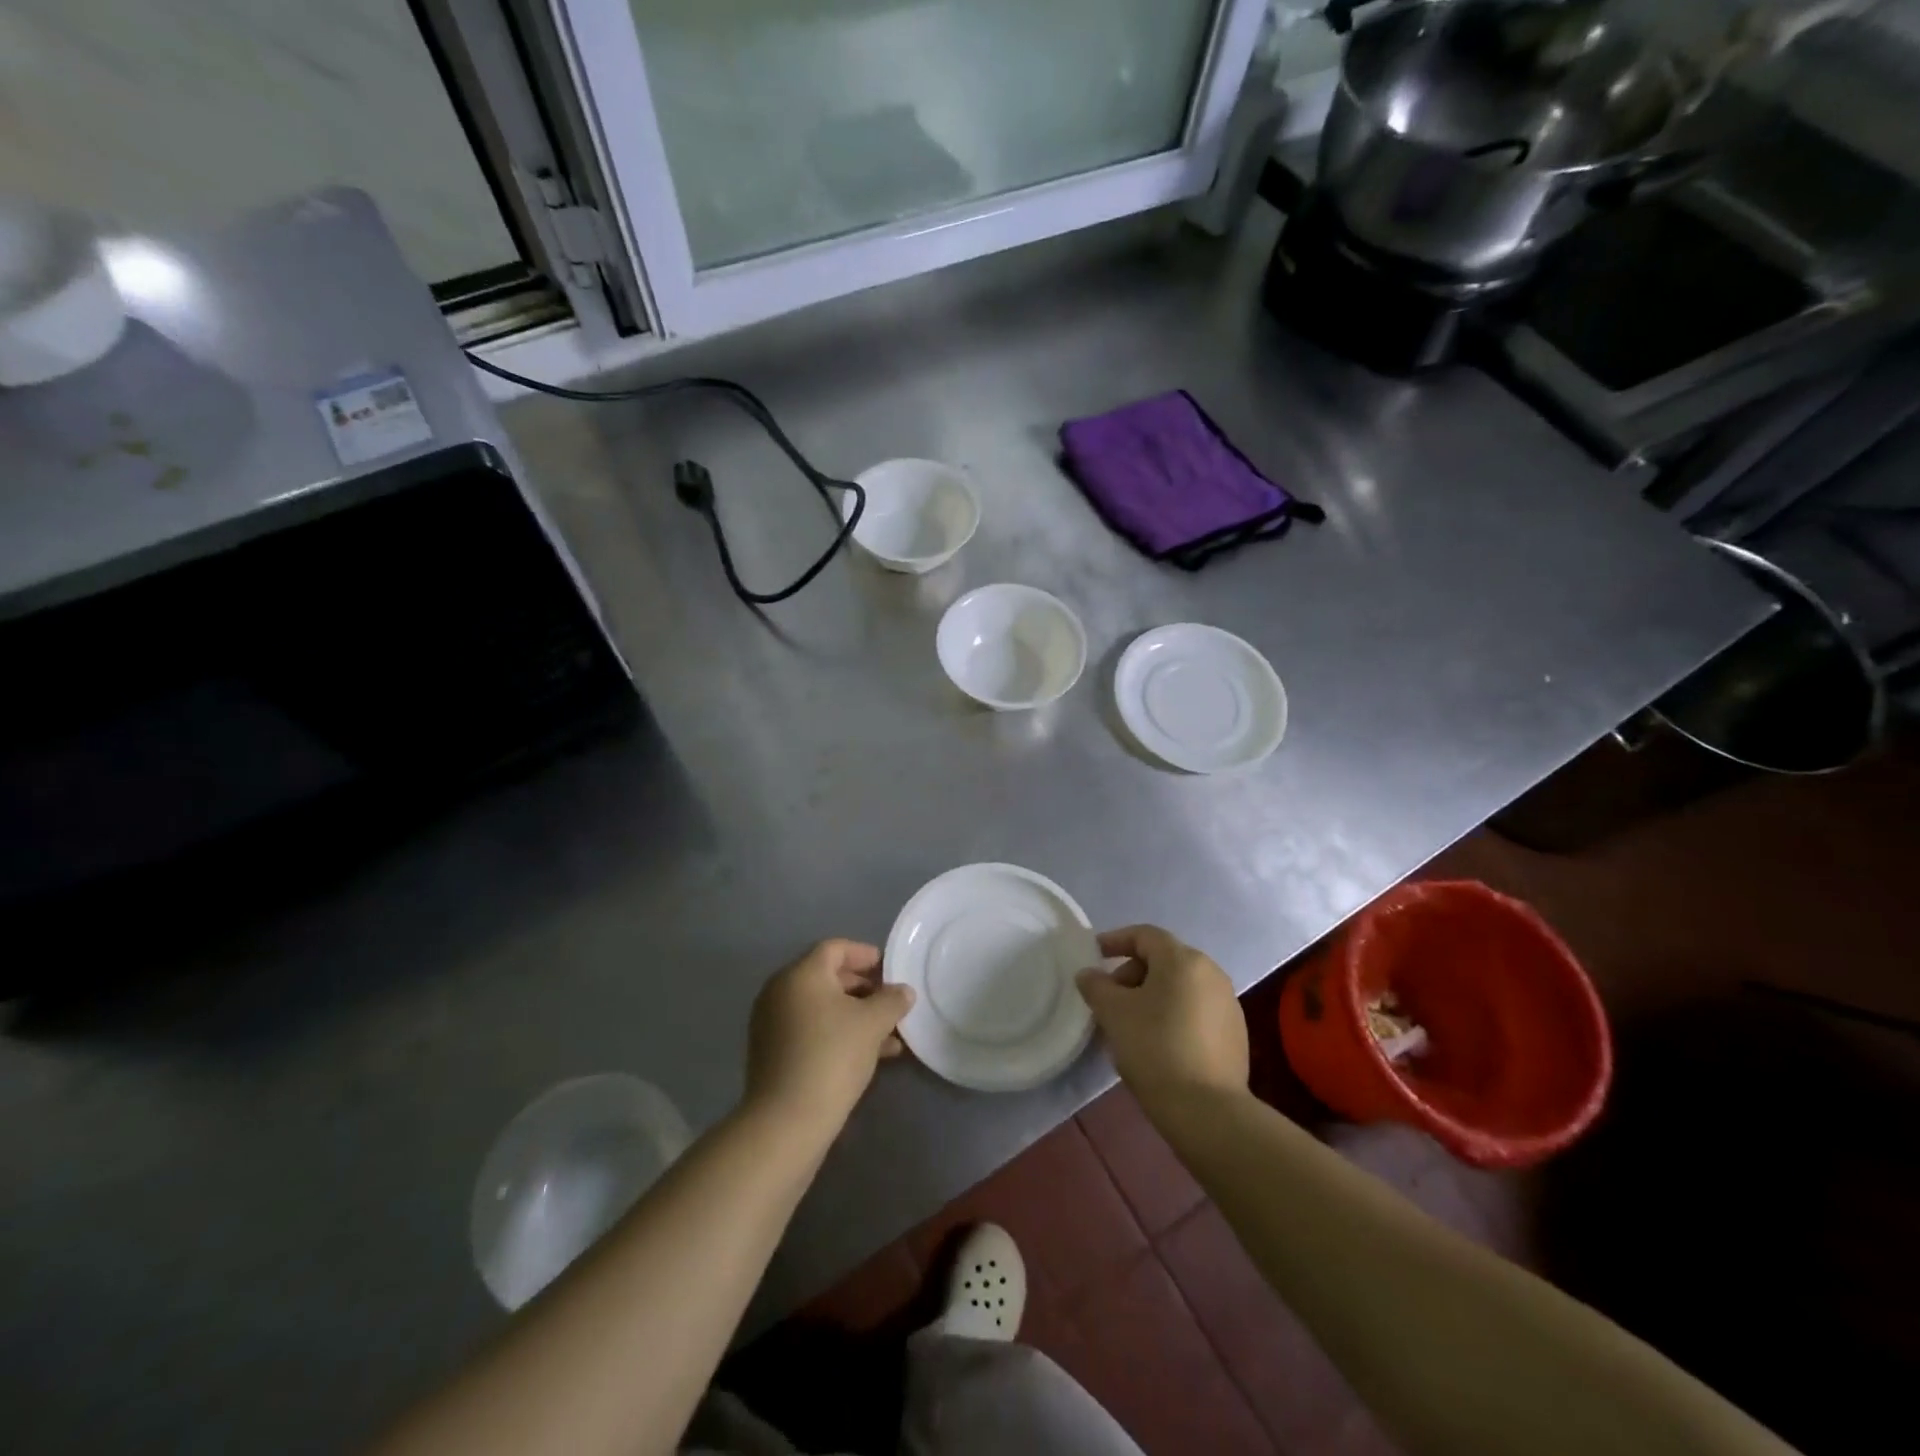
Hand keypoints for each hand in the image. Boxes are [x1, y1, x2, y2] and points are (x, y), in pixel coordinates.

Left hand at [746, 939, 914, 1132]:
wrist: (786, 1122)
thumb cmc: (832, 1057)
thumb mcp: (872, 1024)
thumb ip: (892, 1001)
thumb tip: (903, 991)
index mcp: (801, 975)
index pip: (834, 948)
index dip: (864, 954)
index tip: (889, 968)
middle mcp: (780, 992)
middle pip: (827, 977)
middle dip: (863, 988)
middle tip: (890, 1002)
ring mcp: (773, 1024)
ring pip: (821, 1008)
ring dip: (855, 1015)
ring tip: (890, 1035)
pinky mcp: (773, 1054)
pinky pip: (811, 1031)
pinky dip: (838, 1034)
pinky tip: (871, 1056)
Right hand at [1076, 925, 1247, 1104]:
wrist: (1207, 1111)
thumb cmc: (1155, 1048)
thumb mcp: (1113, 1013)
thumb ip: (1096, 986)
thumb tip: (1089, 974)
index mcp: (1183, 960)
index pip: (1144, 935)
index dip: (1115, 940)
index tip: (1094, 955)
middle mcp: (1211, 973)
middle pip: (1163, 960)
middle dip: (1131, 974)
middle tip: (1109, 999)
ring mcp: (1227, 1004)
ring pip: (1180, 987)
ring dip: (1151, 996)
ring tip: (1129, 1024)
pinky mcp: (1235, 1034)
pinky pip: (1195, 1010)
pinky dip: (1172, 1015)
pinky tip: (1157, 1043)